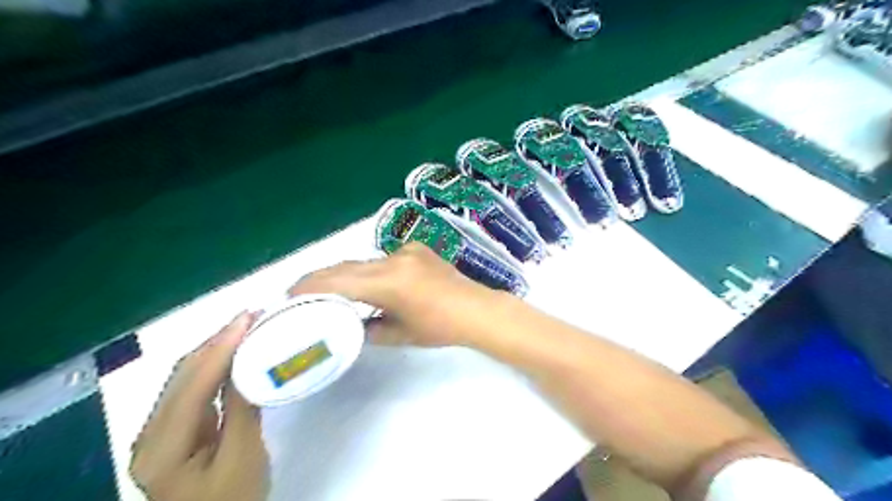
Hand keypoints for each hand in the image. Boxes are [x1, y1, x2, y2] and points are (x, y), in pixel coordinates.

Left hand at [129, 312, 267, 500]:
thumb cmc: (233, 499)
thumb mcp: (243, 456)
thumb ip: (242, 409)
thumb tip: (250, 362)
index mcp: (161, 447)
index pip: (192, 384)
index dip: (221, 347)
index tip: (249, 319)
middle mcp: (150, 434)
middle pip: (183, 375)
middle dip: (217, 341)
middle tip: (252, 316)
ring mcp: (161, 432)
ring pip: (187, 378)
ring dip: (217, 350)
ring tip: (246, 327)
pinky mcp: (176, 430)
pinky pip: (195, 389)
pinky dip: (216, 367)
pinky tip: (235, 354)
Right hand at [290, 243, 504, 347]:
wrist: (476, 309)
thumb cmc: (440, 328)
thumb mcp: (399, 334)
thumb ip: (368, 329)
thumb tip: (349, 326)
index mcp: (388, 282)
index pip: (338, 280)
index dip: (310, 285)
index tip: (290, 293)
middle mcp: (393, 259)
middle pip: (347, 266)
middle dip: (322, 278)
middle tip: (302, 291)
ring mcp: (406, 250)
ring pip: (364, 261)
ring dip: (346, 274)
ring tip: (330, 289)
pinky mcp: (416, 247)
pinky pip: (383, 258)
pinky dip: (369, 270)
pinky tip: (369, 283)